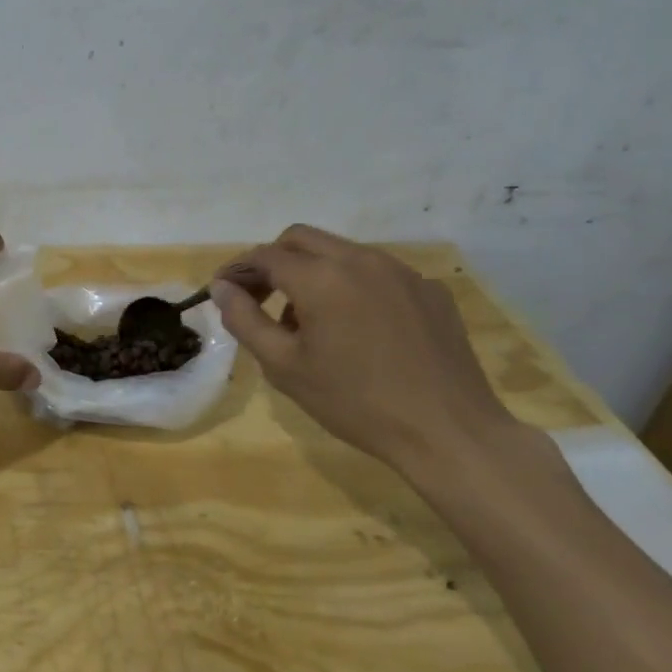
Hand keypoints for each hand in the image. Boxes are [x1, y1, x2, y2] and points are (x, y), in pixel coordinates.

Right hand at [210, 224, 526, 472]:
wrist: (449, 432)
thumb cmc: (355, 402)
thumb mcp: (284, 367)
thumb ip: (245, 320)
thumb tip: (221, 288)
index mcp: (321, 277)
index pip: (265, 256)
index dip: (238, 270)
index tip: (223, 291)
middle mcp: (360, 260)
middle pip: (300, 238)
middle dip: (273, 261)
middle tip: (260, 297)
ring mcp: (401, 271)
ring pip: (341, 251)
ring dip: (312, 272)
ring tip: (308, 320)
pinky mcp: (430, 290)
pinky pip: (378, 273)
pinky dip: (353, 286)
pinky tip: (358, 328)